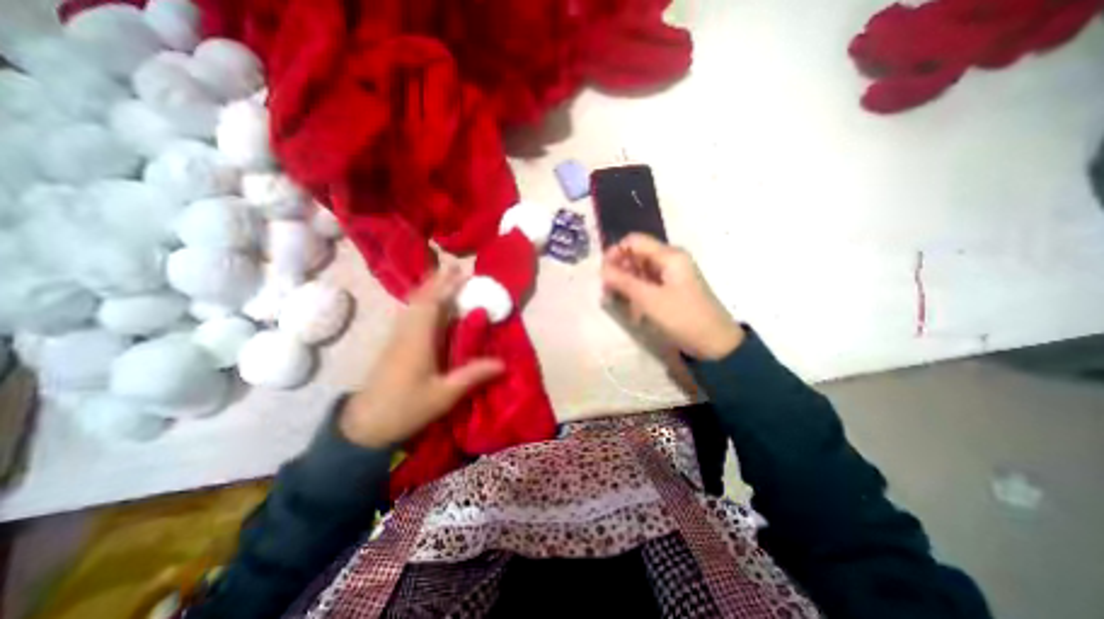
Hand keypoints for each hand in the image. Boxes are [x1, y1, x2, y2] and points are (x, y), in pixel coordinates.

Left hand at [338, 265, 504, 448]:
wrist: (364, 425)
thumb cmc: (406, 408)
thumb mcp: (444, 395)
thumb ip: (473, 375)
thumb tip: (503, 363)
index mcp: (418, 340)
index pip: (433, 304)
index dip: (447, 286)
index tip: (463, 273)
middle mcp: (406, 332)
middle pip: (420, 298)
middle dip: (438, 281)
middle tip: (457, 269)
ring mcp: (398, 337)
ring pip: (413, 304)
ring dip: (429, 289)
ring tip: (445, 280)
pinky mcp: (395, 344)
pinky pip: (410, 314)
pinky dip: (422, 302)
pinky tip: (429, 305)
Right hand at [601, 233, 746, 360]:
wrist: (715, 343)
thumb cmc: (683, 317)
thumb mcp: (650, 300)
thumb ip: (624, 282)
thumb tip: (601, 269)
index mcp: (669, 255)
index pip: (634, 241)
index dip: (615, 252)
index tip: (602, 272)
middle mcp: (670, 260)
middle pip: (637, 255)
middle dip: (619, 269)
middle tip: (606, 290)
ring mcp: (672, 275)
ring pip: (640, 270)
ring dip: (626, 282)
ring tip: (614, 300)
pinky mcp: (671, 289)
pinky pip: (648, 283)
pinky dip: (636, 291)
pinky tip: (630, 307)